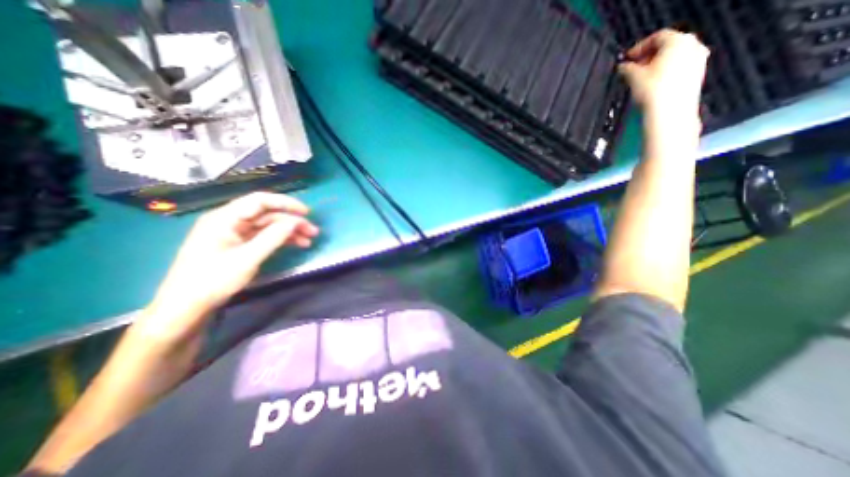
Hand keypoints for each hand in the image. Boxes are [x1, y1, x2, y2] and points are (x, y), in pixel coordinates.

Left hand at [140, 190, 317, 341]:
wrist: (187, 307)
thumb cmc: (212, 280)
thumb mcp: (246, 259)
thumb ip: (272, 238)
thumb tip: (295, 221)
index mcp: (225, 218)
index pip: (260, 201)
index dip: (286, 203)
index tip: (307, 212)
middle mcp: (230, 221)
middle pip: (267, 214)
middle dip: (292, 221)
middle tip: (313, 231)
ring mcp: (235, 234)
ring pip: (269, 226)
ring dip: (289, 231)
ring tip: (309, 240)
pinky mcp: (239, 245)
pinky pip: (265, 236)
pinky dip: (281, 239)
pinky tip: (296, 244)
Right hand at [620, 27, 712, 124]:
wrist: (670, 111)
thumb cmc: (653, 90)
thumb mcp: (633, 77)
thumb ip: (627, 68)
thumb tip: (623, 67)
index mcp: (678, 41)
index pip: (657, 37)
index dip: (638, 47)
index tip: (627, 59)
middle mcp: (692, 46)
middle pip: (667, 46)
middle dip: (648, 57)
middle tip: (633, 68)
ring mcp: (697, 60)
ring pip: (673, 57)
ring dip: (656, 65)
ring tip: (640, 78)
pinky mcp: (696, 75)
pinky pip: (679, 68)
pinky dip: (665, 73)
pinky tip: (652, 85)